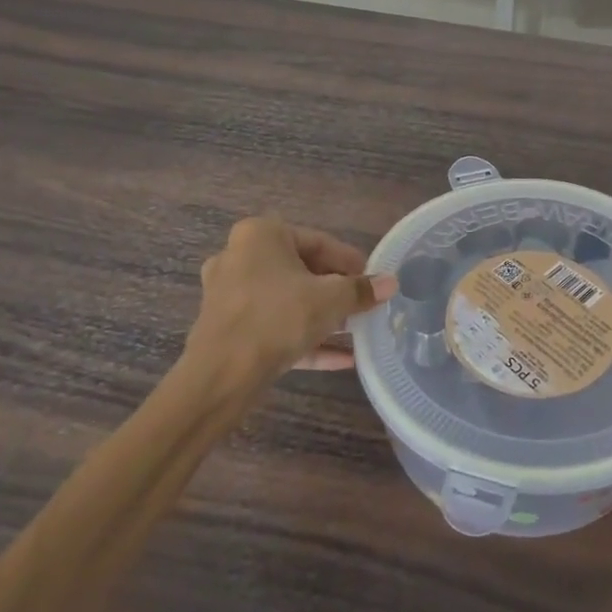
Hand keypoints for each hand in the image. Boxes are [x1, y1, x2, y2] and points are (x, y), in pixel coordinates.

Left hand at [184, 216, 395, 386]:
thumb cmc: (278, 318)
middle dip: (335, 291)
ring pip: (287, 301)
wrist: (221, 376)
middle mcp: (239, 258)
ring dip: (322, 316)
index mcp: (261, 235)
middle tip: (363, 305)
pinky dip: (304, 338)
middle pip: (302, 271)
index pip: (319, 242)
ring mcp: (229, 296)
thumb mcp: (331, 300)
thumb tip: (391, 282)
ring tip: (355, 331)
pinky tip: (342, 359)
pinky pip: (274, 327)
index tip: (373, 280)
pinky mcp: (228, 330)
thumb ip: (362, 290)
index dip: (351, 263)